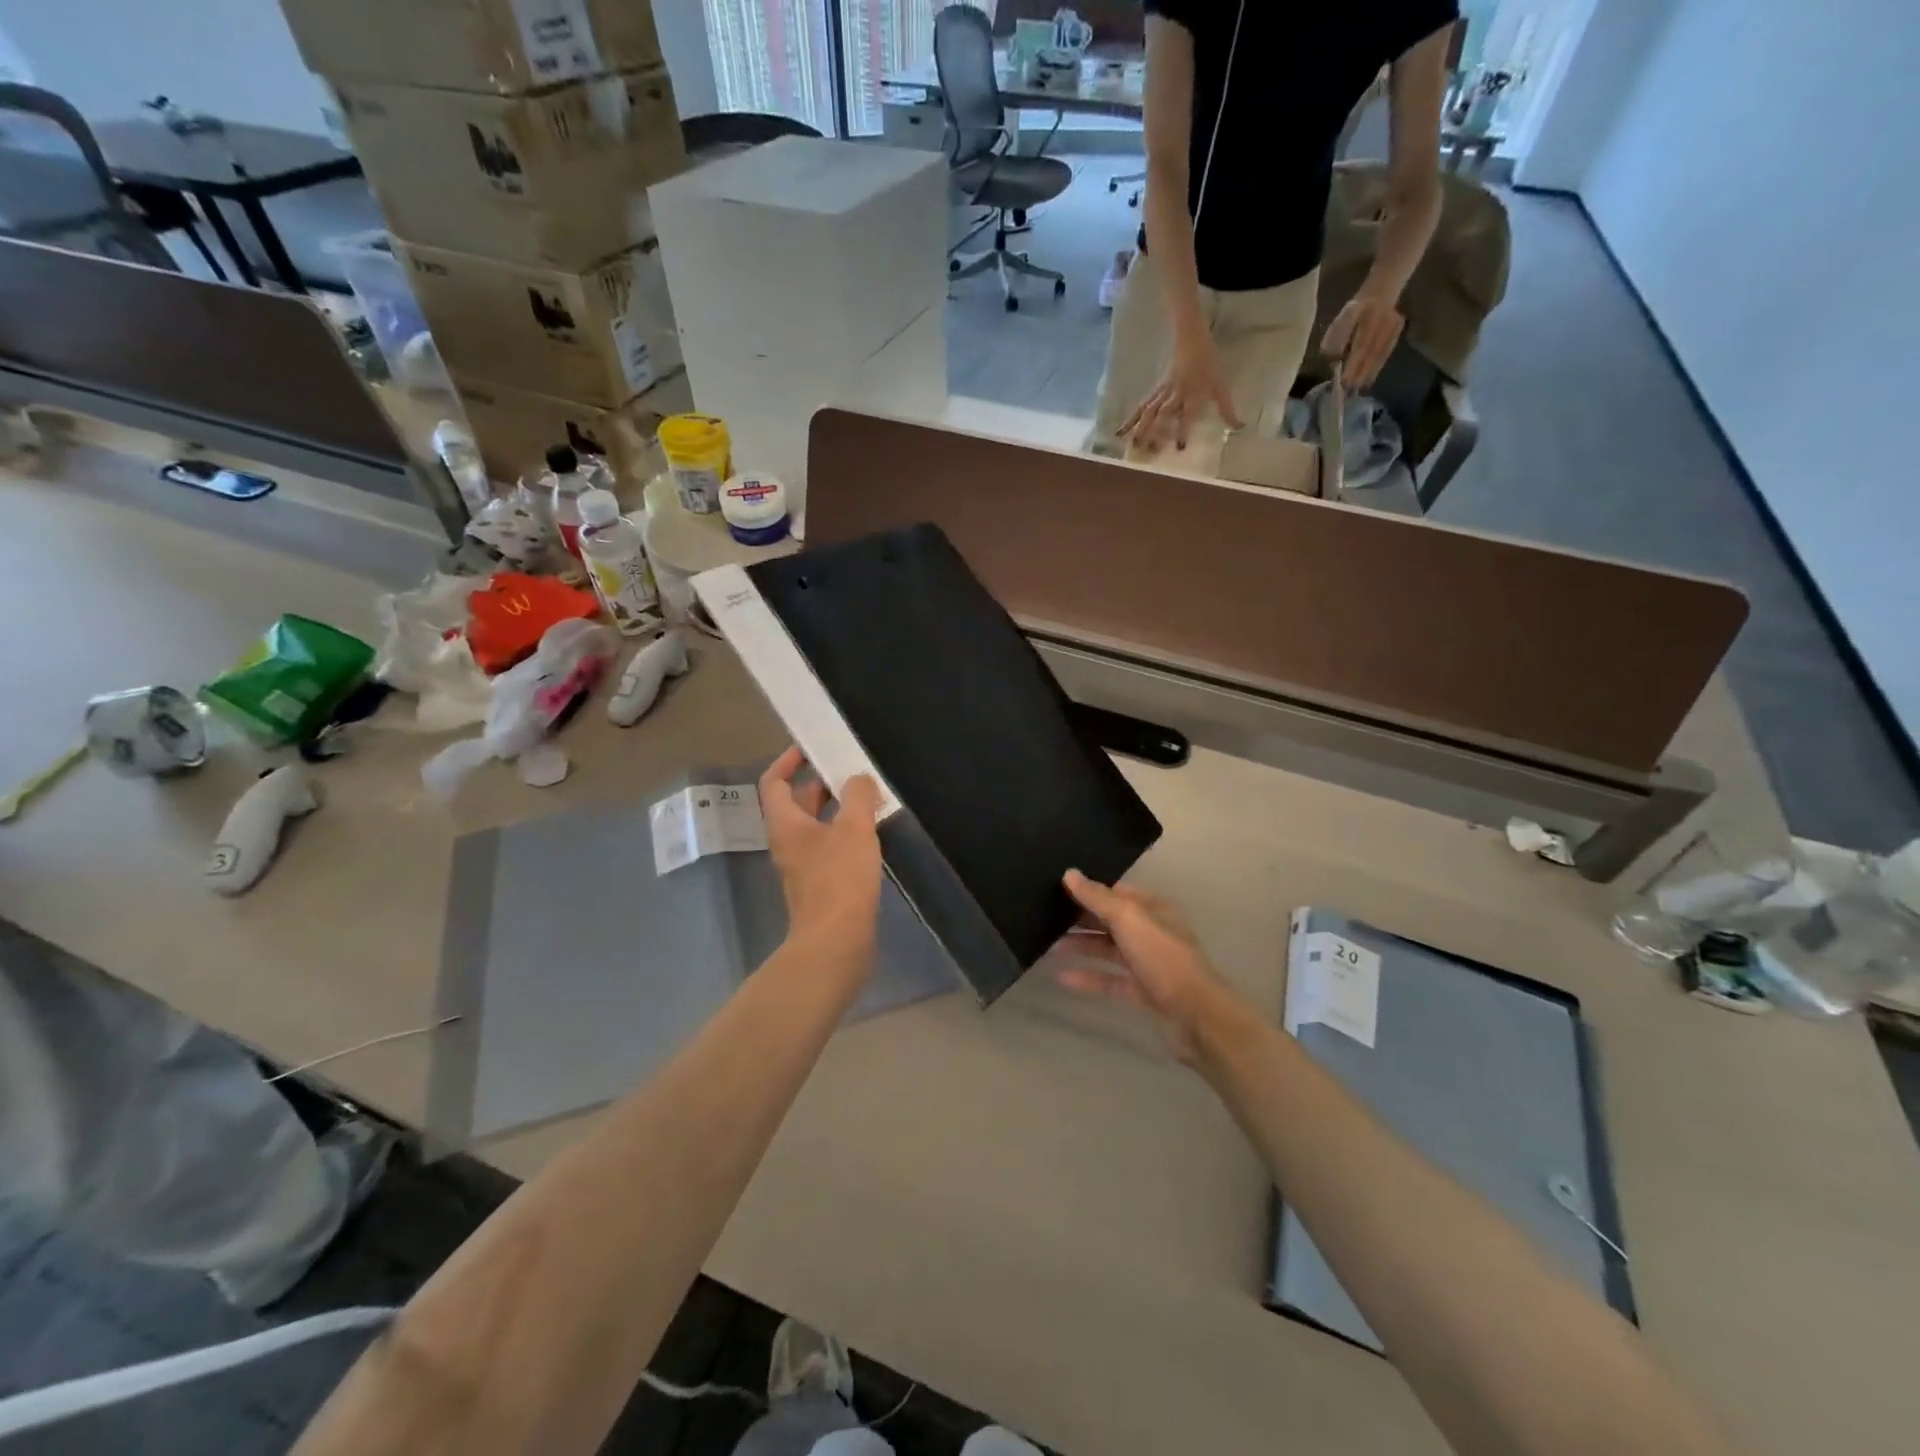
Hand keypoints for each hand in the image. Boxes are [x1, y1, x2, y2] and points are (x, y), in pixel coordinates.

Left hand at [759, 747, 882, 955]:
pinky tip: (871, 834)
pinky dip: (845, 833)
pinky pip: (829, 848)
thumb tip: (858, 778)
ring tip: (868, 797)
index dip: (788, 761)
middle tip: (850, 770)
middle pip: (797, 803)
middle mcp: (788, 842)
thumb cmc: (839, 879)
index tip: (810, 747)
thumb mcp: (854, 829)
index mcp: (786, 824)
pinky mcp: (821, 885)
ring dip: (837, 809)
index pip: (774, 782)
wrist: (836, 942)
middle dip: (821, 783)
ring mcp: (803, 866)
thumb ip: (858, 797)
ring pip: (816, 826)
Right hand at [1053, 870, 1236, 1064]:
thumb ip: (1097, 898)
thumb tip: (1070, 874)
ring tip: (1049, 945)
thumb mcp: (1129, 919)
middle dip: (1082, 919)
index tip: (1058, 888)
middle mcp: (1152, 933)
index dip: (1090, 890)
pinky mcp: (1142, 992)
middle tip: (1046, 916)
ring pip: (1109, 950)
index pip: (1117, 892)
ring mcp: (1148, 964)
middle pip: (1111, 921)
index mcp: (1154, 909)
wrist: (1195, 1015)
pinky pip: (1110, 980)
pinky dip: (1089, 978)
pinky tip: (1062, 978)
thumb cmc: (1163, 957)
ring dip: (1082, 947)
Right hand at [1120, 334, 1242, 452]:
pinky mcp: (1156, 390)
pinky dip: (1131, 419)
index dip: (1183, 430)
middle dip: (1155, 432)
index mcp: (1193, 393)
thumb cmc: (1209, 363)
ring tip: (1132, 445)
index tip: (1179, 449)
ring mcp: (1163, 392)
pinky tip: (1120, 431)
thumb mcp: (1221, 385)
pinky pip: (1143, 406)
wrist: (1191, 338)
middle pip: (1163, 414)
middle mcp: (1176, 394)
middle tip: (1150, 451)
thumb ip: (1227, 408)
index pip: (1188, 414)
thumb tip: (1239, 427)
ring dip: (1140, 428)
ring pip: (1150, 411)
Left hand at [1321, 293, 1404, 390]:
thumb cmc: (1353, 313)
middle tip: (1349, 391)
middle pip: (1370, 352)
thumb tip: (1335, 360)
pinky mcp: (1398, 330)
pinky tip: (1369, 379)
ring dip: (1368, 373)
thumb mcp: (1338, 322)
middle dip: (1359, 373)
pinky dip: (1377, 367)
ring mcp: (1393, 325)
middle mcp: (1383, 320)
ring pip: (1379, 354)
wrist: (1379, 294)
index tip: (1344, 381)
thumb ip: (1335, 341)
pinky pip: (1386, 353)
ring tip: (1357, 389)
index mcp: (1367, 316)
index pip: (1360, 345)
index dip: (1353, 364)